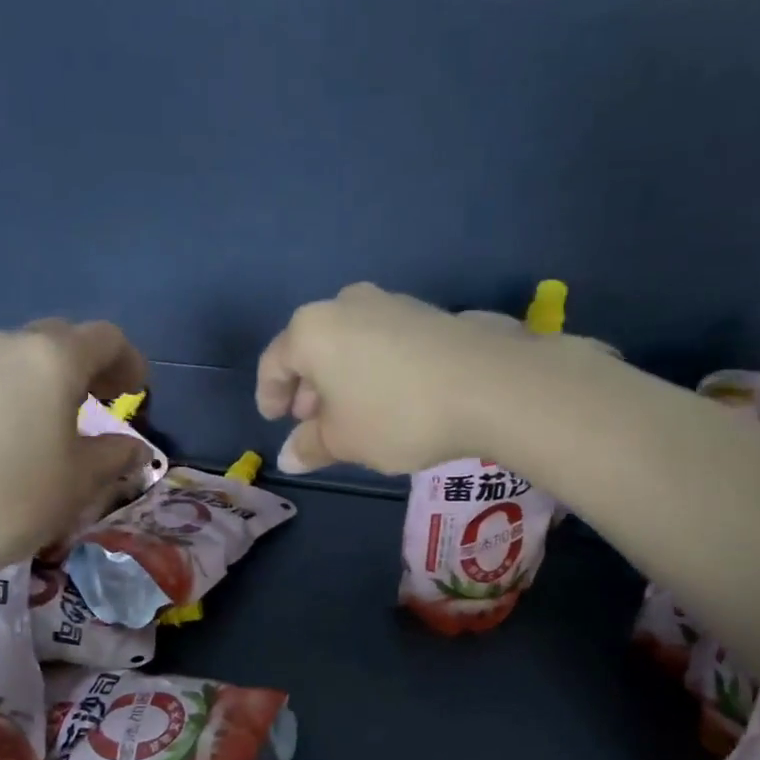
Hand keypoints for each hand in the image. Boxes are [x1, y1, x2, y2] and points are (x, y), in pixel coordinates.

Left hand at [0, 320, 149, 580]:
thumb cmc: (10, 499)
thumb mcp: (79, 482)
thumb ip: (114, 456)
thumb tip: (134, 448)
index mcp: (52, 359)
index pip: (106, 338)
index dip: (130, 362)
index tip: (137, 394)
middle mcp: (7, 345)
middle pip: (62, 337)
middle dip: (91, 364)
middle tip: (104, 402)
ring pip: (23, 354)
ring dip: (52, 376)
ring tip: (60, 420)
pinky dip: (17, 389)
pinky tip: (15, 432)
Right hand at [256, 284, 530, 473]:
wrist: (489, 385)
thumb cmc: (396, 414)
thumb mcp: (345, 441)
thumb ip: (311, 446)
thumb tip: (289, 457)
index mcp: (311, 330)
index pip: (274, 363)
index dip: (270, 395)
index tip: (275, 420)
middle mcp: (345, 304)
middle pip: (313, 348)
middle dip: (309, 387)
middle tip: (314, 422)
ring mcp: (390, 302)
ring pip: (349, 343)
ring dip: (343, 378)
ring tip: (354, 413)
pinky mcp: (427, 312)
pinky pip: (383, 341)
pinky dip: (374, 368)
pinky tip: (390, 397)